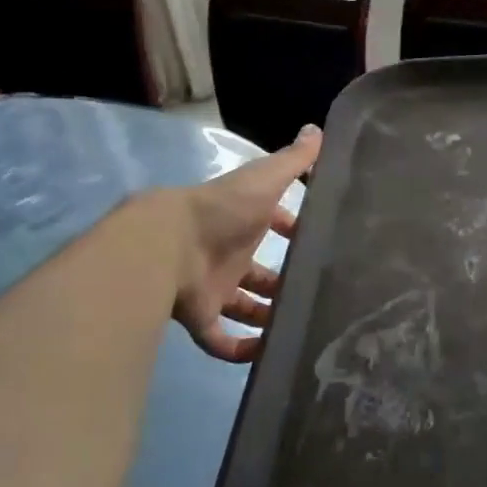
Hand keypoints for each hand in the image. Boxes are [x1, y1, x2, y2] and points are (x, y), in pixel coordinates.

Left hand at [172, 125, 321, 361]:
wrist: (167, 244)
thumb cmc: (222, 210)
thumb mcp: (265, 180)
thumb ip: (294, 160)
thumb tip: (319, 130)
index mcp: (243, 223)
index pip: (272, 224)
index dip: (291, 229)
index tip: (317, 241)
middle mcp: (228, 255)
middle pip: (259, 273)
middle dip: (282, 283)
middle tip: (315, 295)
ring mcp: (212, 288)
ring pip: (242, 308)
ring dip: (266, 318)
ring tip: (299, 328)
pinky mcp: (199, 317)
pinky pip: (220, 341)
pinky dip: (240, 351)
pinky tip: (267, 356)